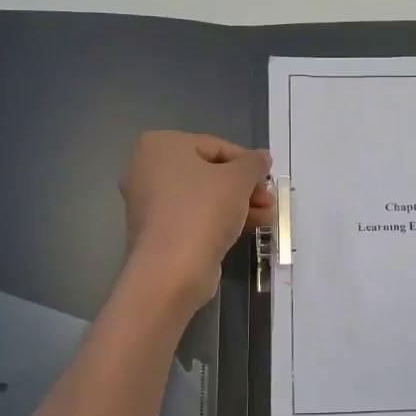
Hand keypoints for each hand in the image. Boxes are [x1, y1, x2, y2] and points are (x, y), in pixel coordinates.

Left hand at [119, 131, 273, 308]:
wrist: (172, 270)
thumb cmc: (203, 210)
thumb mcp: (239, 179)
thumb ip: (253, 164)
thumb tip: (262, 158)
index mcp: (161, 145)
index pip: (215, 146)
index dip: (247, 162)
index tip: (268, 179)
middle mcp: (147, 169)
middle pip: (208, 172)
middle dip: (244, 187)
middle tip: (269, 200)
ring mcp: (149, 203)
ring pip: (203, 197)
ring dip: (238, 204)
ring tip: (267, 218)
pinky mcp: (156, 231)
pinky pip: (193, 217)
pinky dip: (219, 220)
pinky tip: (248, 228)